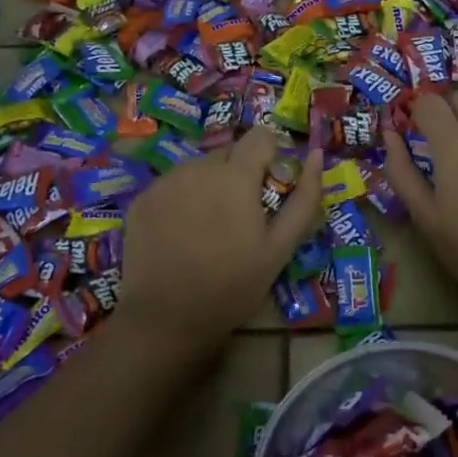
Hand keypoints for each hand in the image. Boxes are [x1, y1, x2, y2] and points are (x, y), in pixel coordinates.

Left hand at [117, 129, 324, 351]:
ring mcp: (165, 182)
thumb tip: (315, 154)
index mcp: (235, 176)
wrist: (166, 319)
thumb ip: (304, 197)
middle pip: (229, 153)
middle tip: (241, 218)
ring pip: (199, 168)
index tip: (269, 189)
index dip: (271, 158)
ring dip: (211, 186)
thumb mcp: (280, 247)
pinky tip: (182, 235)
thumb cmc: (233, 286)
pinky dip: (183, 199)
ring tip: (209, 229)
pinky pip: (173, 185)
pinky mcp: (142, 199)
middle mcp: (197, 168)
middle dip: (240, 175)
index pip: (260, 136)